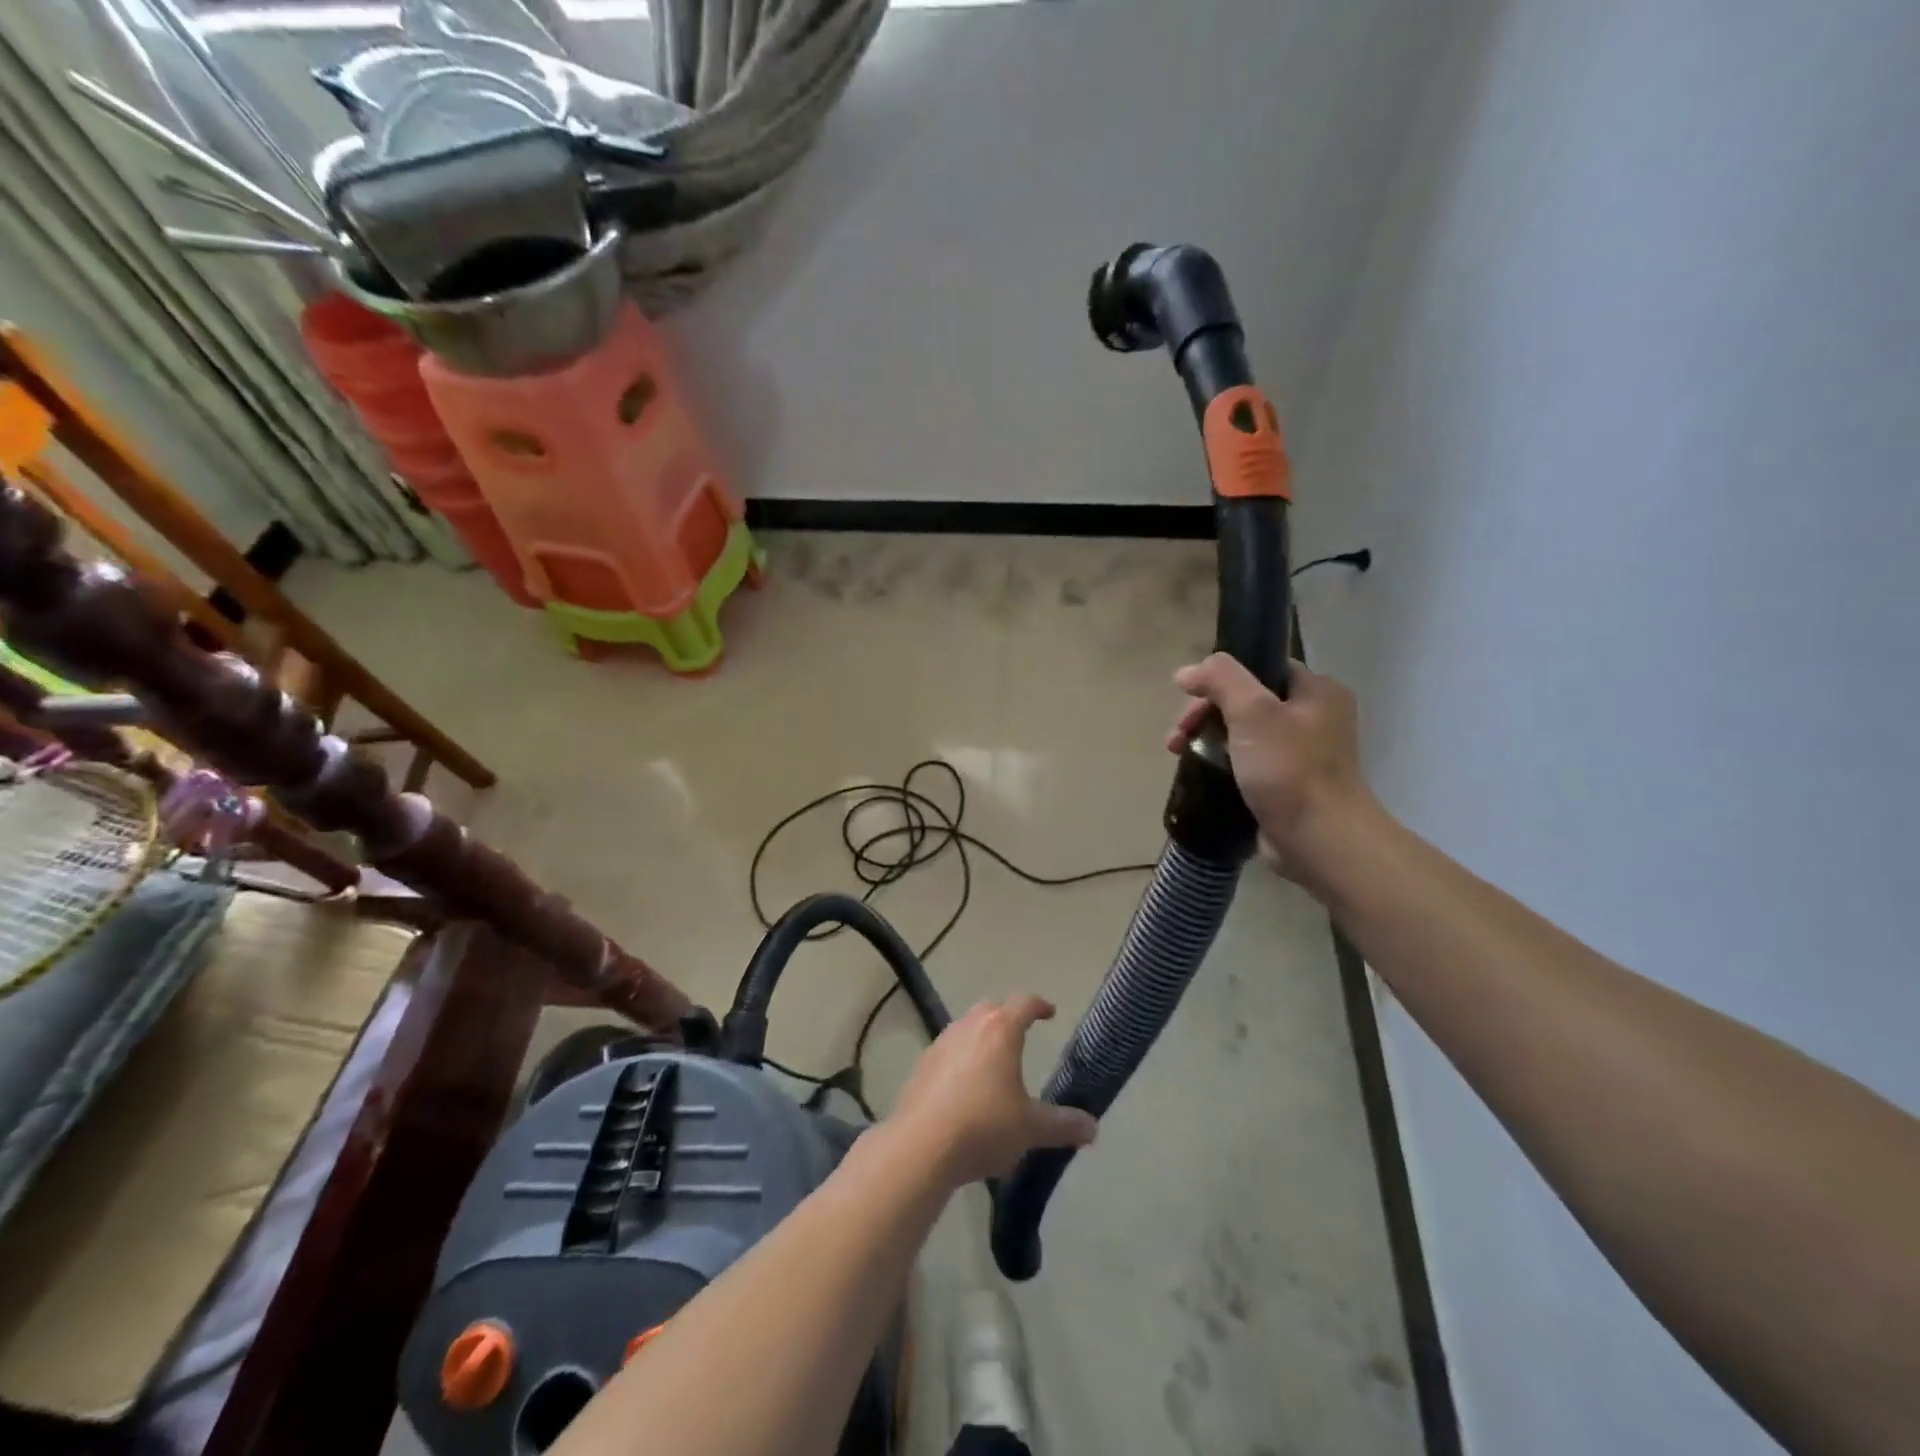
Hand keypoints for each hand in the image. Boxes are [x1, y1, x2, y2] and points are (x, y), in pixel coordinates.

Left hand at [889, 994, 1096, 1186]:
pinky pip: (948, 1051)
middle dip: (1008, 1017)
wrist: (921, 1146)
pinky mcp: (922, 1065)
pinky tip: (965, 1088)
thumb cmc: (984, 1126)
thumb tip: (1093, 1127)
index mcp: (1000, 1030)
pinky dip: (961, 1059)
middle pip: (991, 1009)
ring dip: (981, 1037)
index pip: (1023, 1003)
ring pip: (966, 1028)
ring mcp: (941, 1043)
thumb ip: (1063, 1125)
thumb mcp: (1031, 1129)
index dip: (1039, 1005)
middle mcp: (969, 1027)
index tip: (1049, 1013)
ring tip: (994, 1063)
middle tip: (1021, 1034)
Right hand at [1167, 653, 1375, 879]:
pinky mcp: (1288, 787)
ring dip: (1207, 740)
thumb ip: (1220, 679)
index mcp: (1318, 692)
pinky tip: (1198, 774)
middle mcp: (1316, 719)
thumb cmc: (1289, 769)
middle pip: (1247, 702)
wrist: (1319, 840)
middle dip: (1205, 714)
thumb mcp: (1252, 711)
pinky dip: (1221, 766)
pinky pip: (1247, 765)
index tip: (1189, 699)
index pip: (1261, 669)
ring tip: (1178, 755)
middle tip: (1178, 735)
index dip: (1220, 679)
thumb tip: (1187, 672)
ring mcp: (1303, 756)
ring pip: (1243, 735)